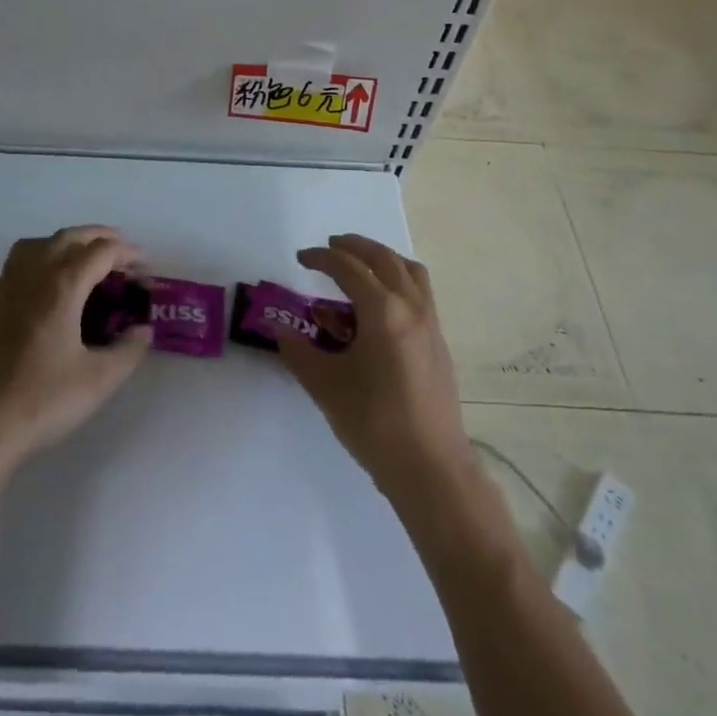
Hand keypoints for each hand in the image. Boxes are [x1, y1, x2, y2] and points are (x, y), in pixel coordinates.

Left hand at [0, 225, 153, 472]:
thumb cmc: (42, 400)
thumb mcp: (99, 380)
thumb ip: (128, 350)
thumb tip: (143, 330)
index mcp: (62, 285)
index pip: (101, 251)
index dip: (128, 254)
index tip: (146, 270)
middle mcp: (33, 275)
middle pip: (69, 237)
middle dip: (100, 238)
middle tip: (123, 255)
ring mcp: (6, 287)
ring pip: (38, 244)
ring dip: (66, 243)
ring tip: (84, 261)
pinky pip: (17, 264)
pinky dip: (40, 260)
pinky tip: (46, 287)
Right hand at [275, 234, 474, 506]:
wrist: (432, 469)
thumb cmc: (375, 424)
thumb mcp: (325, 385)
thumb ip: (298, 350)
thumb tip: (277, 327)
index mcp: (382, 310)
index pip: (347, 267)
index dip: (321, 257)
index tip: (300, 258)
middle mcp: (410, 306)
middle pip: (382, 258)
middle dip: (353, 246)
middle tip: (329, 248)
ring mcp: (430, 323)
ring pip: (408, 270)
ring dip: (382, 259)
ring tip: (359, 265)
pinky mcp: (439, 341)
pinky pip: (420, 291)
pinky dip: (398, 280)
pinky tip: (381, 304)